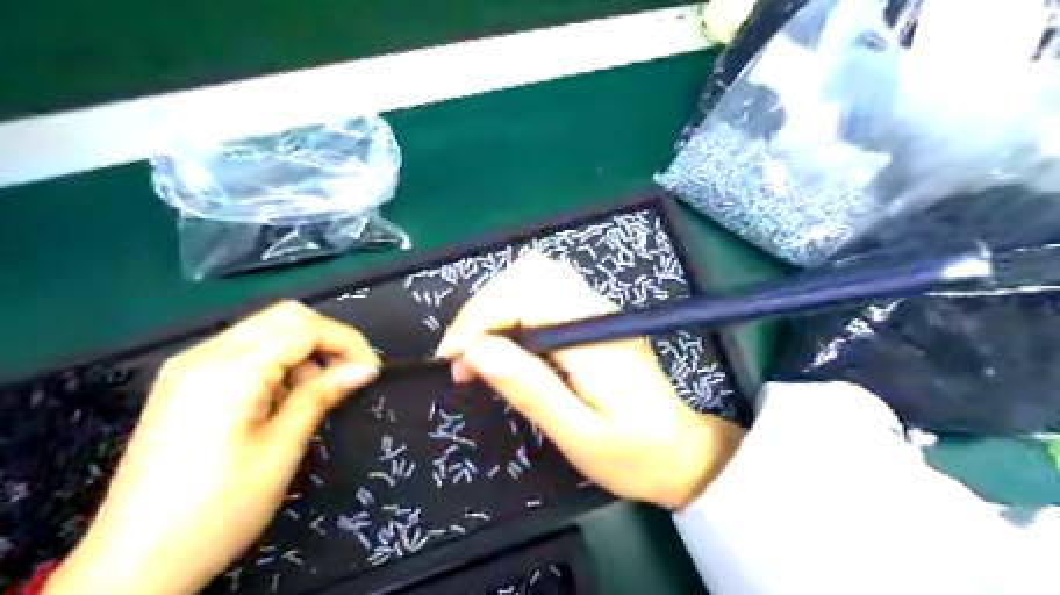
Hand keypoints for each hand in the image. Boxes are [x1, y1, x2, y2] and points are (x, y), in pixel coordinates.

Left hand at [48, 302, 382, 594]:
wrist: (134, 563)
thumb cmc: (219, 508)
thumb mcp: (281, 450)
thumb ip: (321, 396)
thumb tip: (364, 369)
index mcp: (229, 369)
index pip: (304, 328)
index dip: (347, 341)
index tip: (372, 371)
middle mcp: (204, 354)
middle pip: (283, 317)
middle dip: (326, 339)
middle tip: (348, 375)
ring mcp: (188, 367)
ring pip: (264, 330)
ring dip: (302, 351)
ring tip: (314, 394)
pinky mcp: (183, 384)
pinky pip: (243, 351)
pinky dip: (276, 362)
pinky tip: (281, 397)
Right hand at [432, 253, 743, 509]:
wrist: (683, 453)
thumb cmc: (634, 454)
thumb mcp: (578, 435)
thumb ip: (529, 388)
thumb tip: (476, 351)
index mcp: (593, 335)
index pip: (525, 297)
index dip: (479, 320)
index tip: (450, 358)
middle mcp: (597, 308)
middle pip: (528, 274)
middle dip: (483, 308)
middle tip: (460, 356)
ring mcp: (599, 309)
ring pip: (536, 277)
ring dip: (496, 305)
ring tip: (475, 350)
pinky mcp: (595, 318)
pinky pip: (546, 293)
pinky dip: (513, 310)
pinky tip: (503, 344)